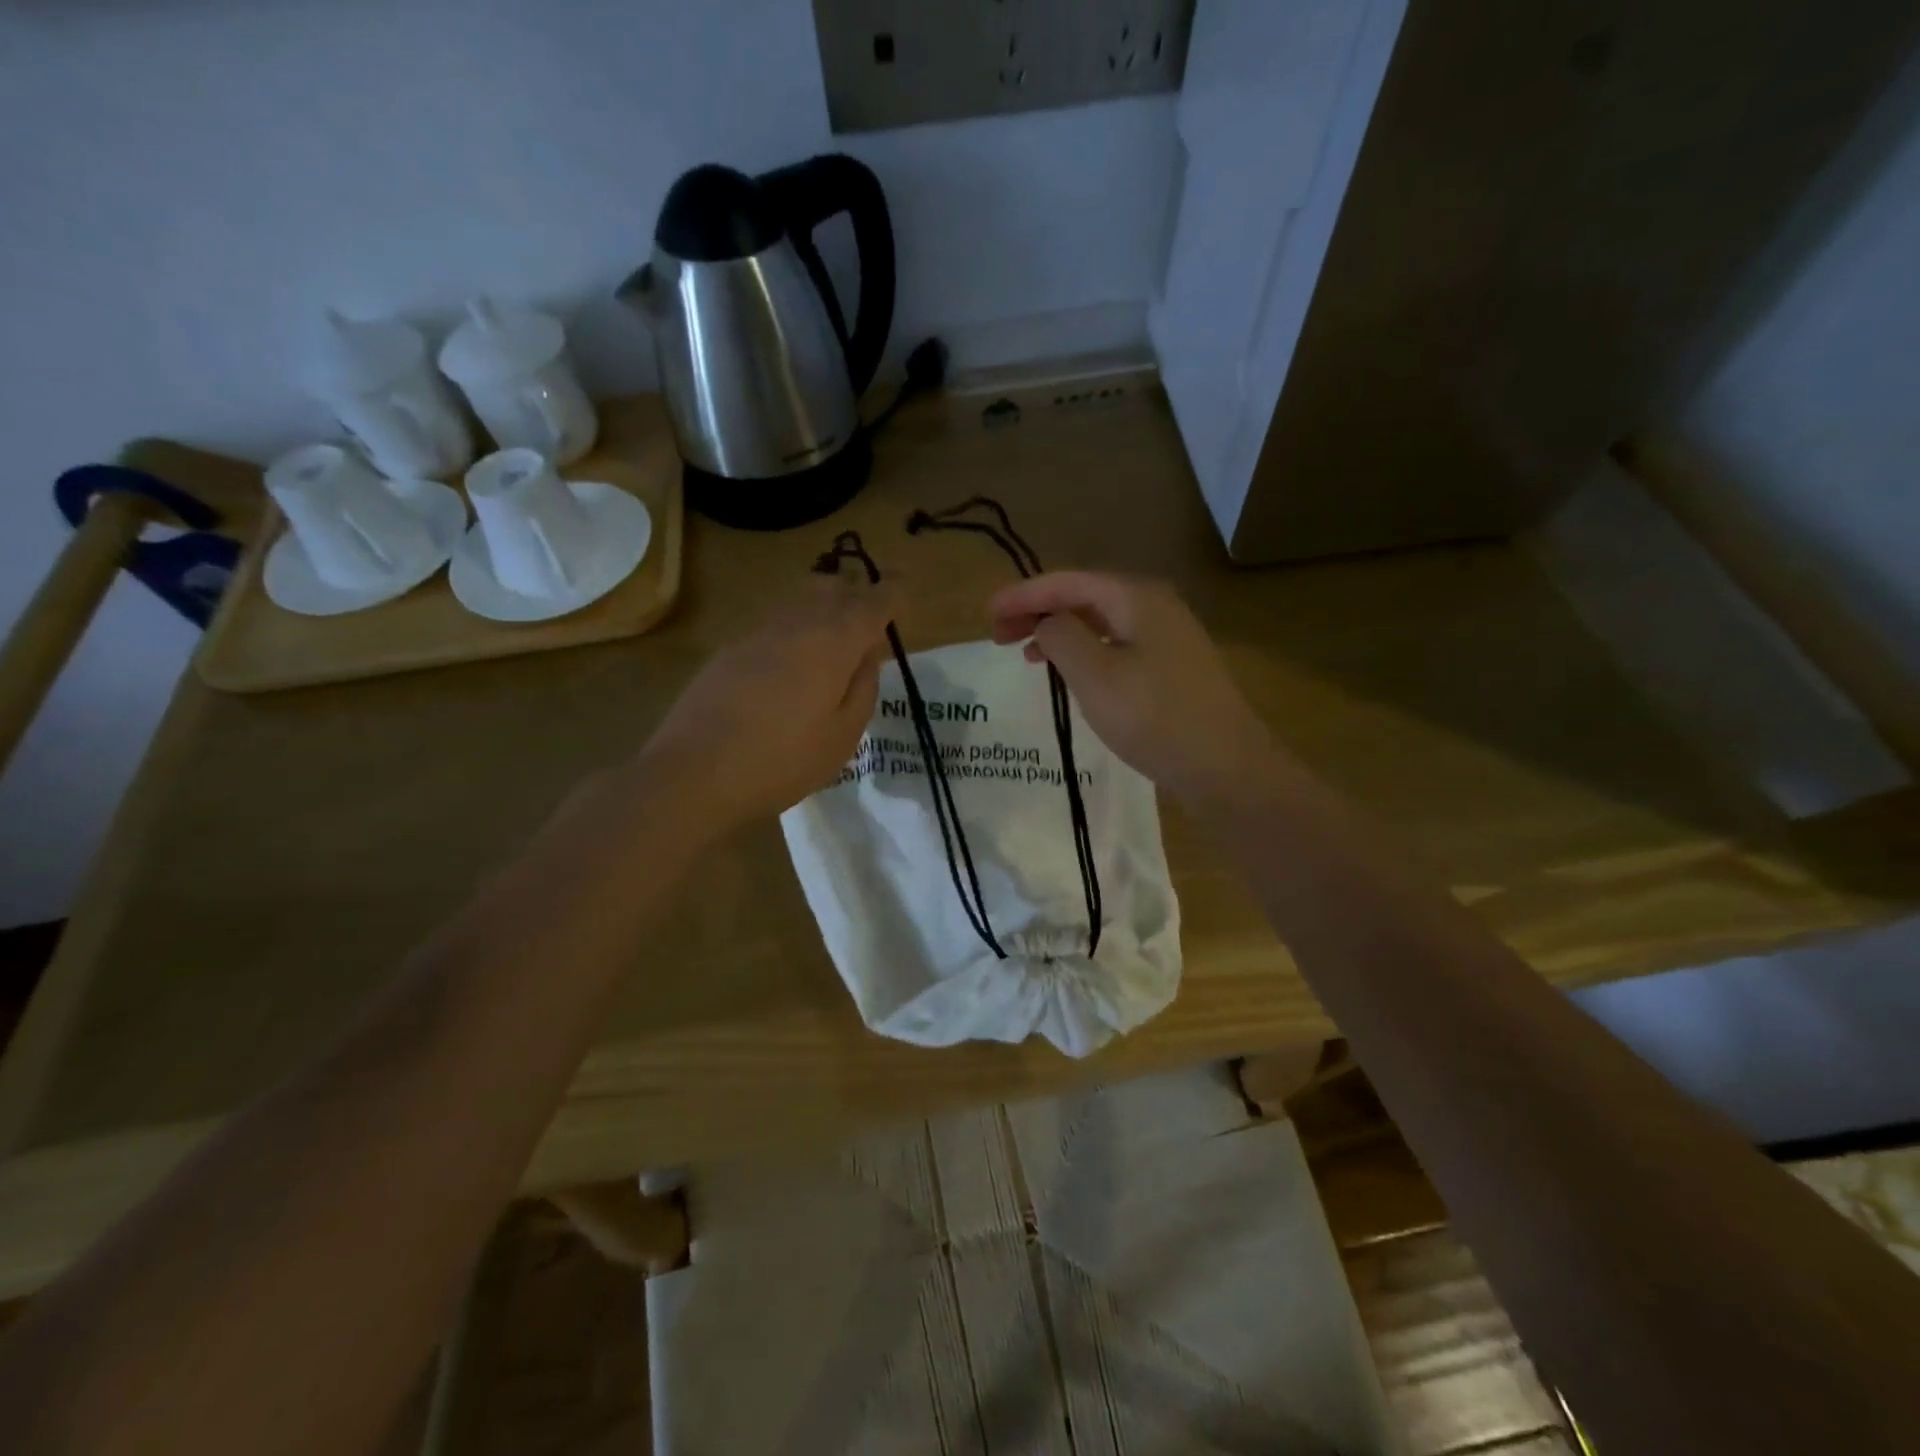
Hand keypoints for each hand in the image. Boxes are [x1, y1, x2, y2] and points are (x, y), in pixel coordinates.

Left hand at [640, 574, 892, 831]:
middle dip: (855, 592)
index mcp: (833, 642)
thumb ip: (863, 688)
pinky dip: (795, 628)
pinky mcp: (730, 650)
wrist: (695, 772)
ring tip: (834, 635)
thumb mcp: (843, 736)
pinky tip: (794, 661)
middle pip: (831, 588)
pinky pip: (775, 624)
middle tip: (870, 615)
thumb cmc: (783, 760)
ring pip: (799, 601)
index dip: (892, 591)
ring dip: (823, 607)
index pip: (872, 602)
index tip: (905, 584)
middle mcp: (796, 624)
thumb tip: (866, 655)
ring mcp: (758, 633)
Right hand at [989, 572, 1274, 807]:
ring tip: (1027, 654)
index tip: (987, 614)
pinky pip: (1116, 644)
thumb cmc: (1153, 717)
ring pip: (1100, 622)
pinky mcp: (1172, 666)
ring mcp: (1168, 636)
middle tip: (999, 636)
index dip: (1023, 595)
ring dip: (1060, 633)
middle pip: (1084, 597)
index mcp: (1135, 598)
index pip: (1067, 583)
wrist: (1224, 765)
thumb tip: (1048, 623)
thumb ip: (1061, 637)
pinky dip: (1085, 651)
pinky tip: (1072, 672)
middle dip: (1038, 612)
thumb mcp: (1094, 675)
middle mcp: (1154, 605)